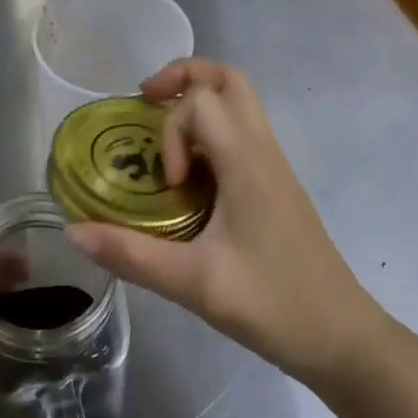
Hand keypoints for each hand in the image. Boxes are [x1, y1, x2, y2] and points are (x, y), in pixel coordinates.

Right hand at [64, 60, 385, 383]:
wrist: (345, 340)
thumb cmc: (274, 305)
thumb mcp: (194, 284)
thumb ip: (131, 255)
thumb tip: (73, 232)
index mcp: (247, 162)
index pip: (202, 100)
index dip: (171, 130)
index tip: (167, 182)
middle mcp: (263, 150)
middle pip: (227, 78)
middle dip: (182, 77)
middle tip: (147, 103)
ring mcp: (274, 164)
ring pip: (239, 101)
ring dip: (197, 101)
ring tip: (161, 136)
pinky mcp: (276, 183)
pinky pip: (242, 130)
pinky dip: (210, 129)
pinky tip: (188, 175)